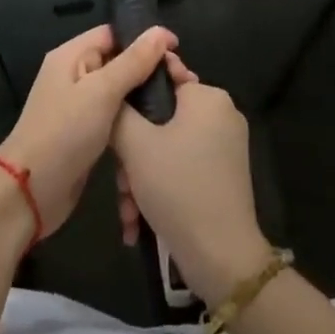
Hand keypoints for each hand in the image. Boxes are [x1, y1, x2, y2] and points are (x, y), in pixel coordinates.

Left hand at [0, 24, 175, 238]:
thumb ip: (133, 62)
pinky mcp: (87, 134)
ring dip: (148, 97)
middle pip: (121, 62)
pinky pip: (117, 118)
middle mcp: (75, 75)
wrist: (30, 193)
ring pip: (122, 92)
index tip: (178, 52)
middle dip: (152, 70)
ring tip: (180, 105)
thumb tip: (161, 32)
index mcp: (72, 56)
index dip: (146, 39)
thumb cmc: (64, 133)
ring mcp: (81, 106)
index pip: (114, 34)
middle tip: (185, 84)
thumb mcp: (101, 92)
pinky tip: (160, 129)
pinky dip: (137, 121)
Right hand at [113, 61, 271, 304]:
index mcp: (207, 96)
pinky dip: (159, 187)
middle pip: (160, 118)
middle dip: (133, 152)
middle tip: (118, 181)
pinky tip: (138, 221)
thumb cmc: (177, 187)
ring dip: (140, 176)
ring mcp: (225, 146)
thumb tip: (113, 92)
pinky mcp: (223, 175)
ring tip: (128, 211)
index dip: (131, 93)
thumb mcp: (136, 144)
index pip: (161, 74)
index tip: (109, 117)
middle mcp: (221, 114)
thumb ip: (119, 109)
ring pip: (167, 147)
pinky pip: (182, 167)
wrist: (221, 259)